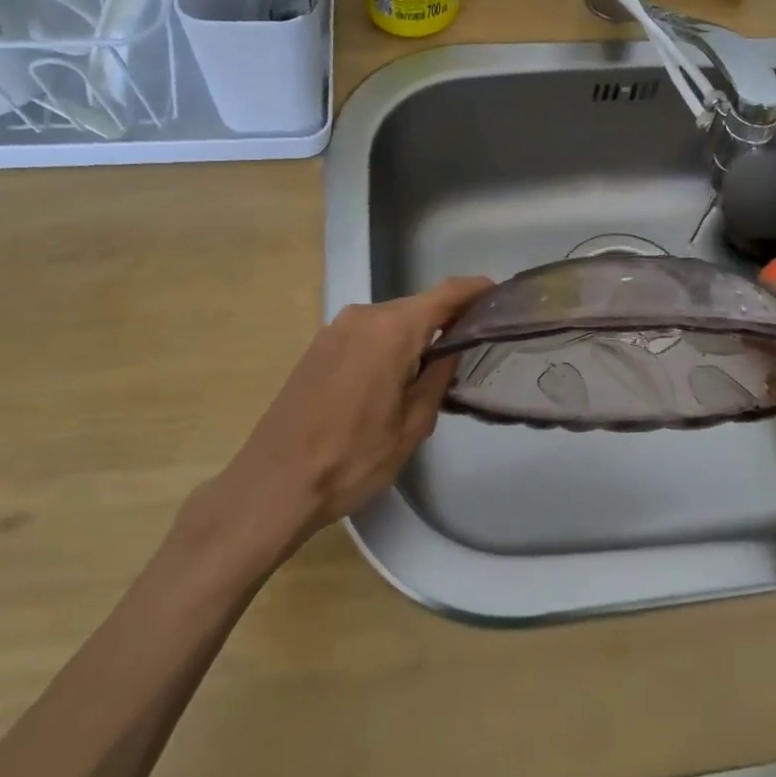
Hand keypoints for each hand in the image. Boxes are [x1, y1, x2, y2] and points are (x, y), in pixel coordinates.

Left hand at [182, 277, 492, 573]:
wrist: (273, 485)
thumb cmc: (352, 460)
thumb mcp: (413, 425)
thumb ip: (438, 376)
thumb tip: (451, 349)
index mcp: (392, 330)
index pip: (447, 294)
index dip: (477, 290)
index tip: (501, 296)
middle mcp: (363, 317)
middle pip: (418, 307)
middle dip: (446, 323)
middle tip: (471, 353)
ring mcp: (335, 329)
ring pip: (391, 322)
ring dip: (414, 338)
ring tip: (433, 374)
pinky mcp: (318, 347)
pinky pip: (366, 335)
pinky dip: (388, 347)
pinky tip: (392, 381)